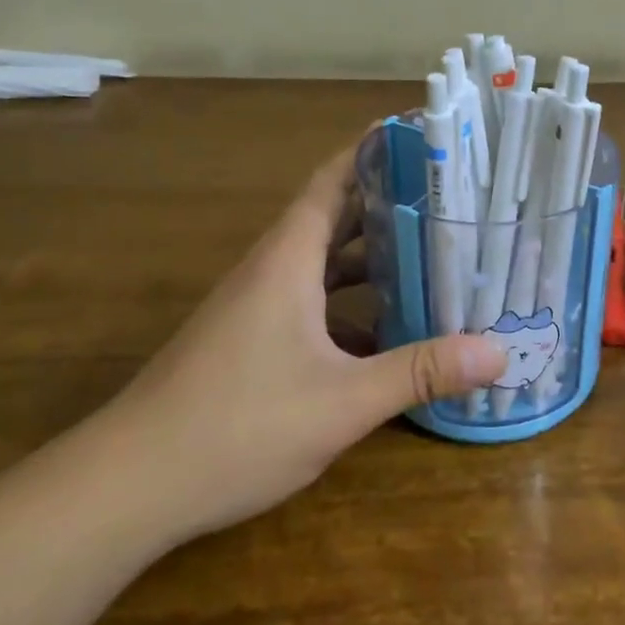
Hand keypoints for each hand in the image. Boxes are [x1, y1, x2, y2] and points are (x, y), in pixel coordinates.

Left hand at [98, 141, 507, 543]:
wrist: (126, 487)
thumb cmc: (237, 426)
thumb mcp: (343, 400)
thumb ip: (420, 372)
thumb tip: (498, 352)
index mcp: (288, 260)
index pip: (333, 180)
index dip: (373, 151)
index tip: (421, 138)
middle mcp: (272, 271)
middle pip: (336, 218)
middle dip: (391, 205)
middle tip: (452, 200)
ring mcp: (257, 308)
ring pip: (324, 265)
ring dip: (373, 258)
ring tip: (434, 257)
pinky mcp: (250, 342)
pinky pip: (312, 304)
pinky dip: (351, 305)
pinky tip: (388, 333)